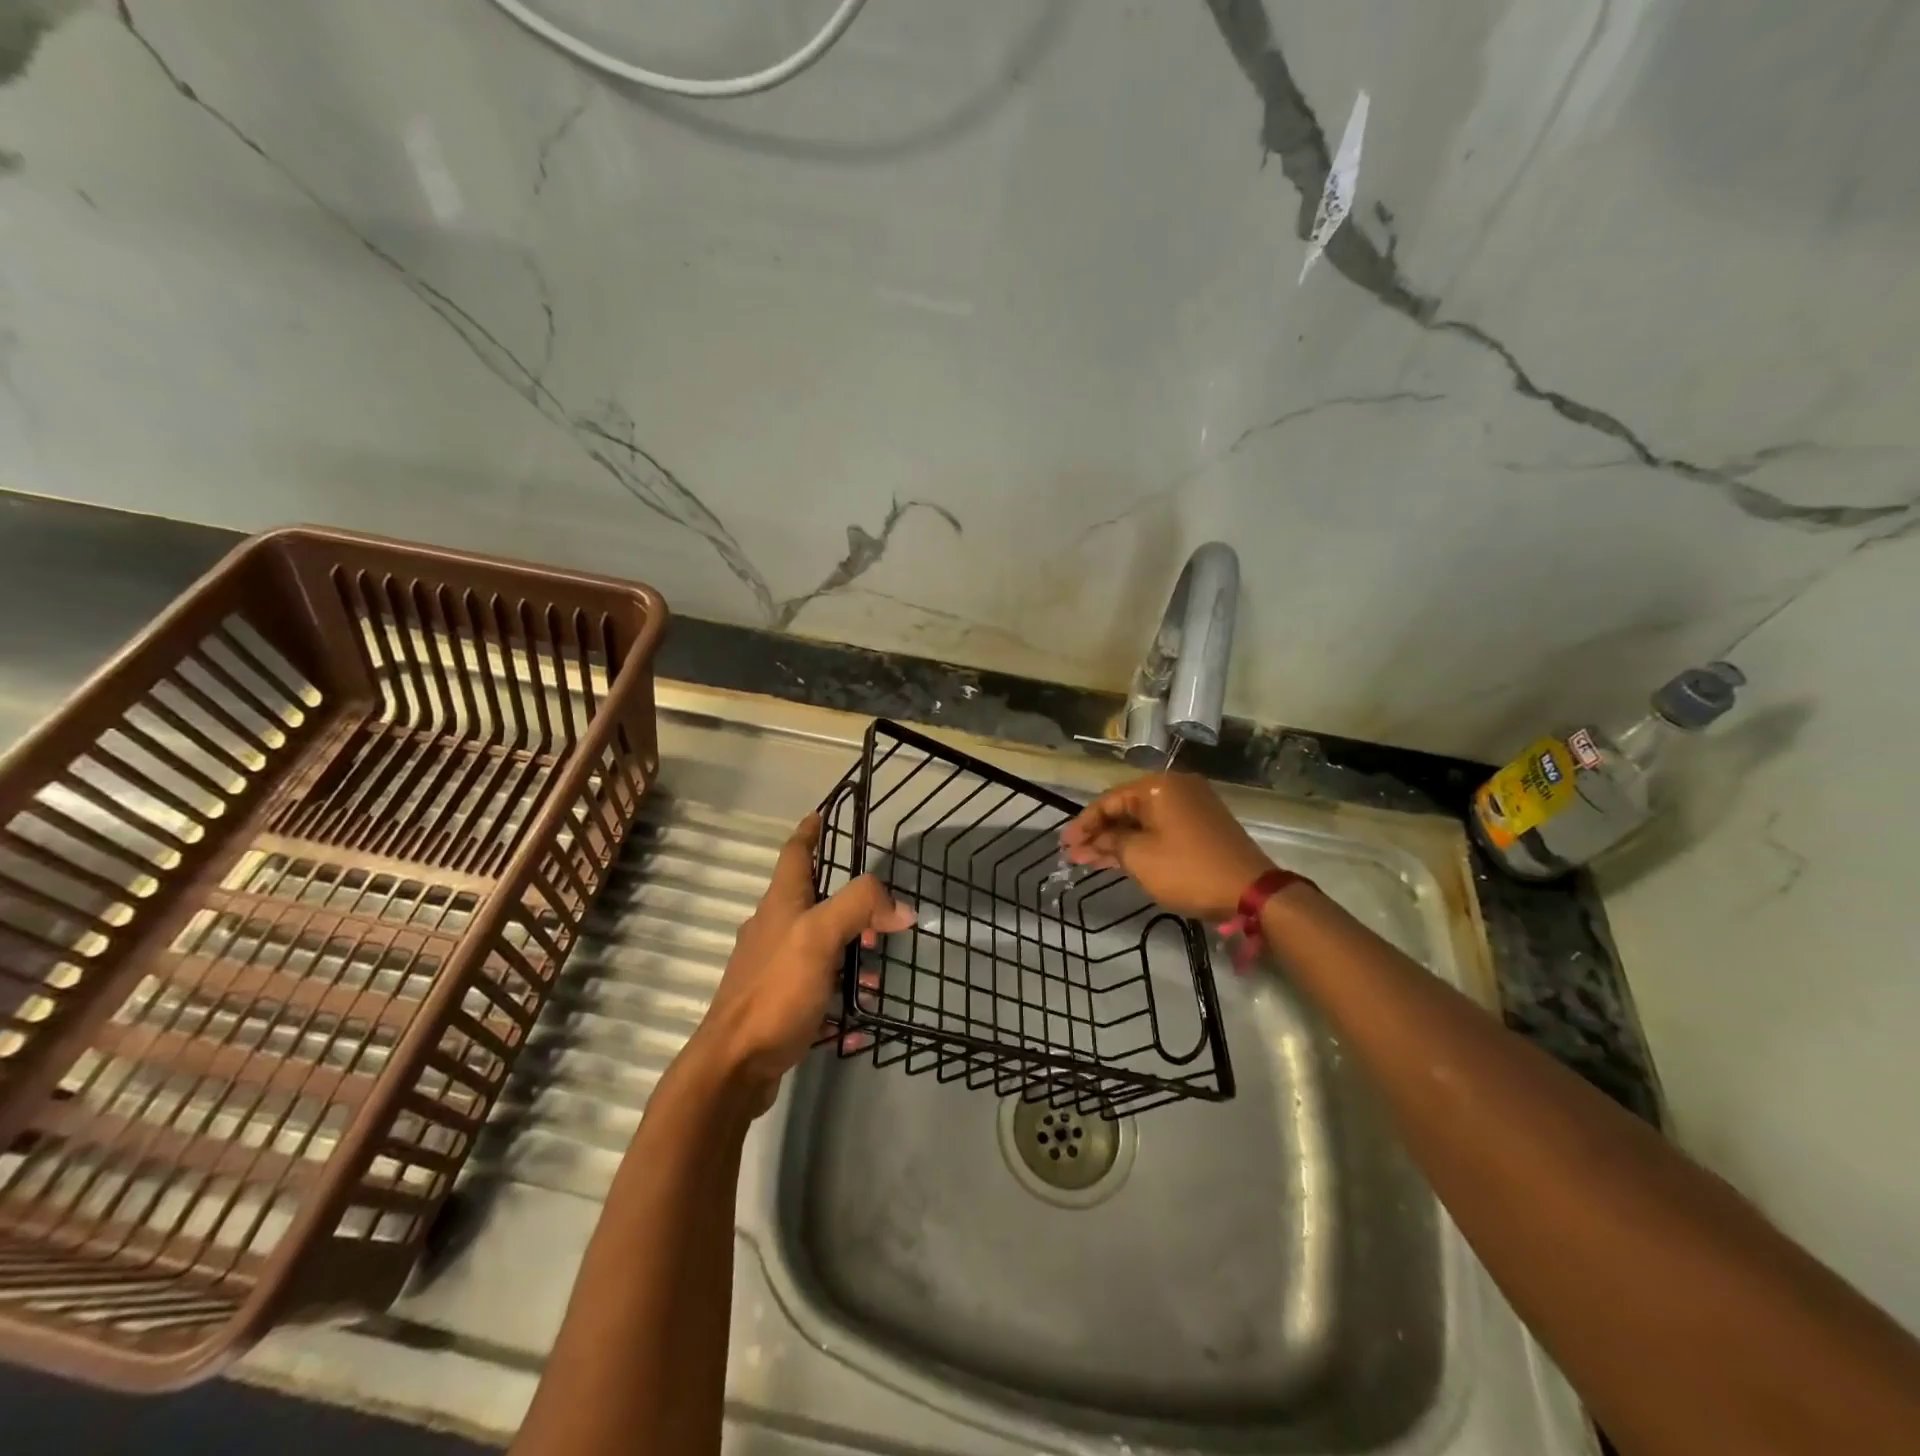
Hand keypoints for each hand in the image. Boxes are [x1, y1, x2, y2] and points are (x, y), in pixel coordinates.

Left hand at [688, 811, 914, 1111]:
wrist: (733, 1066)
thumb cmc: (776, 989)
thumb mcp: (820, 936)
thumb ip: (860, 907)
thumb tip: (899, 907)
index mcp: (780, 904)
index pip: (795, 853)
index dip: (809, 831)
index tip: (820, 814)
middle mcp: (772, 930)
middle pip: (812, 902)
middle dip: (849, 907)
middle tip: (880, 923)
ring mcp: (771, 969)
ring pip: (818, 949)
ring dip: (848, 957)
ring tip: (875, 980)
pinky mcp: (775, 1005)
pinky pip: (814, 991)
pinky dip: (837, 999)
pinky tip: (855, 1024)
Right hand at [1061, 773, 1274, 920]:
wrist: (1251, 891)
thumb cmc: (1188, 870)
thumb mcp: (1140, 858)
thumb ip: (1111, 843)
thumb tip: (1096, 840)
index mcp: (1158, 786)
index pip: (1108, 800)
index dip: (1083, 824)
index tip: (1064, 845)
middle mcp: (1175, 787)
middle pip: (1125, 808)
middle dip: (1098, 834)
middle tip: (1073, 856)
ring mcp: (1192, 806)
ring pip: (1142, 821)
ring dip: (1117, 841)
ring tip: (1088, 861)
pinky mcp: (1202, 825)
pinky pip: (1160, 828)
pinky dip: (1140, 843)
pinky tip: (1118, 859)